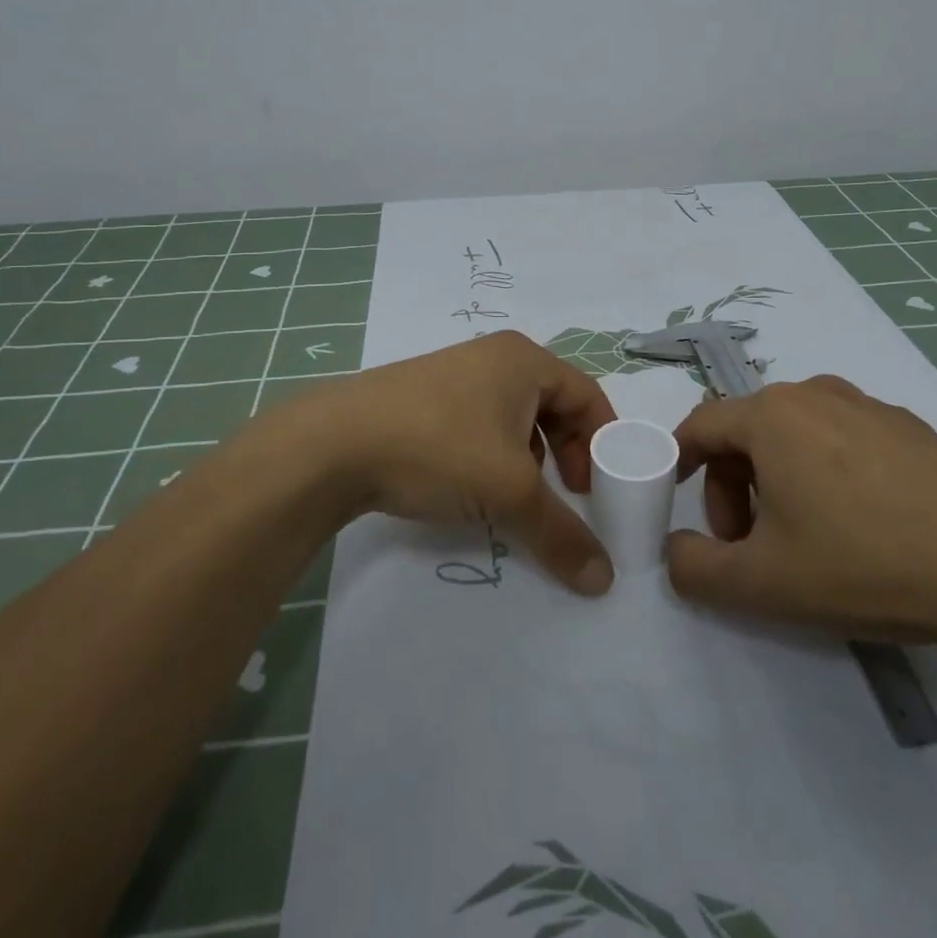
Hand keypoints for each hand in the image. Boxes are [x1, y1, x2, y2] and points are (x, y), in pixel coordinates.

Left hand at [293, 332, 620, 595]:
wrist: (333, 443)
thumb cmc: (439, 447)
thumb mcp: (509, 492)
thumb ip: (561, 533)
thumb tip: (603, 579)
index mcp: (524, 360)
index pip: (587, 395)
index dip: (602, 442)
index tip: (599, 489)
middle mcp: (493, 357)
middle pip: (552, 404)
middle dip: (566, 452)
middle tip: (566, 493)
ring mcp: (453, 374)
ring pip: (512, 416)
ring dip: (527, 456)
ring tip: (517, 495)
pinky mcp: (421, 397)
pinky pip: (477, 422)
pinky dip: (490, 454)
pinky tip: (472, 486)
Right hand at [666, 375, 936, 640]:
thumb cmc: (862, 564)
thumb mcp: (760, 583)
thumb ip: (694, 568)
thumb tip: (675, 550)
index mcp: (772, 416)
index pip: (701, 425)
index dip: (679, 461)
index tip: (675, 499)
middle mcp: (815, 394)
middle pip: (747, 431)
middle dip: (733, 486)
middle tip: (749, 542)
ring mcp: (869, 406)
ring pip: (795, 433)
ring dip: (777, 477)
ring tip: (803, 534)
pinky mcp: (911, 427)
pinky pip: (843, 438)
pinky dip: (826, 470)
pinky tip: (860, 522)